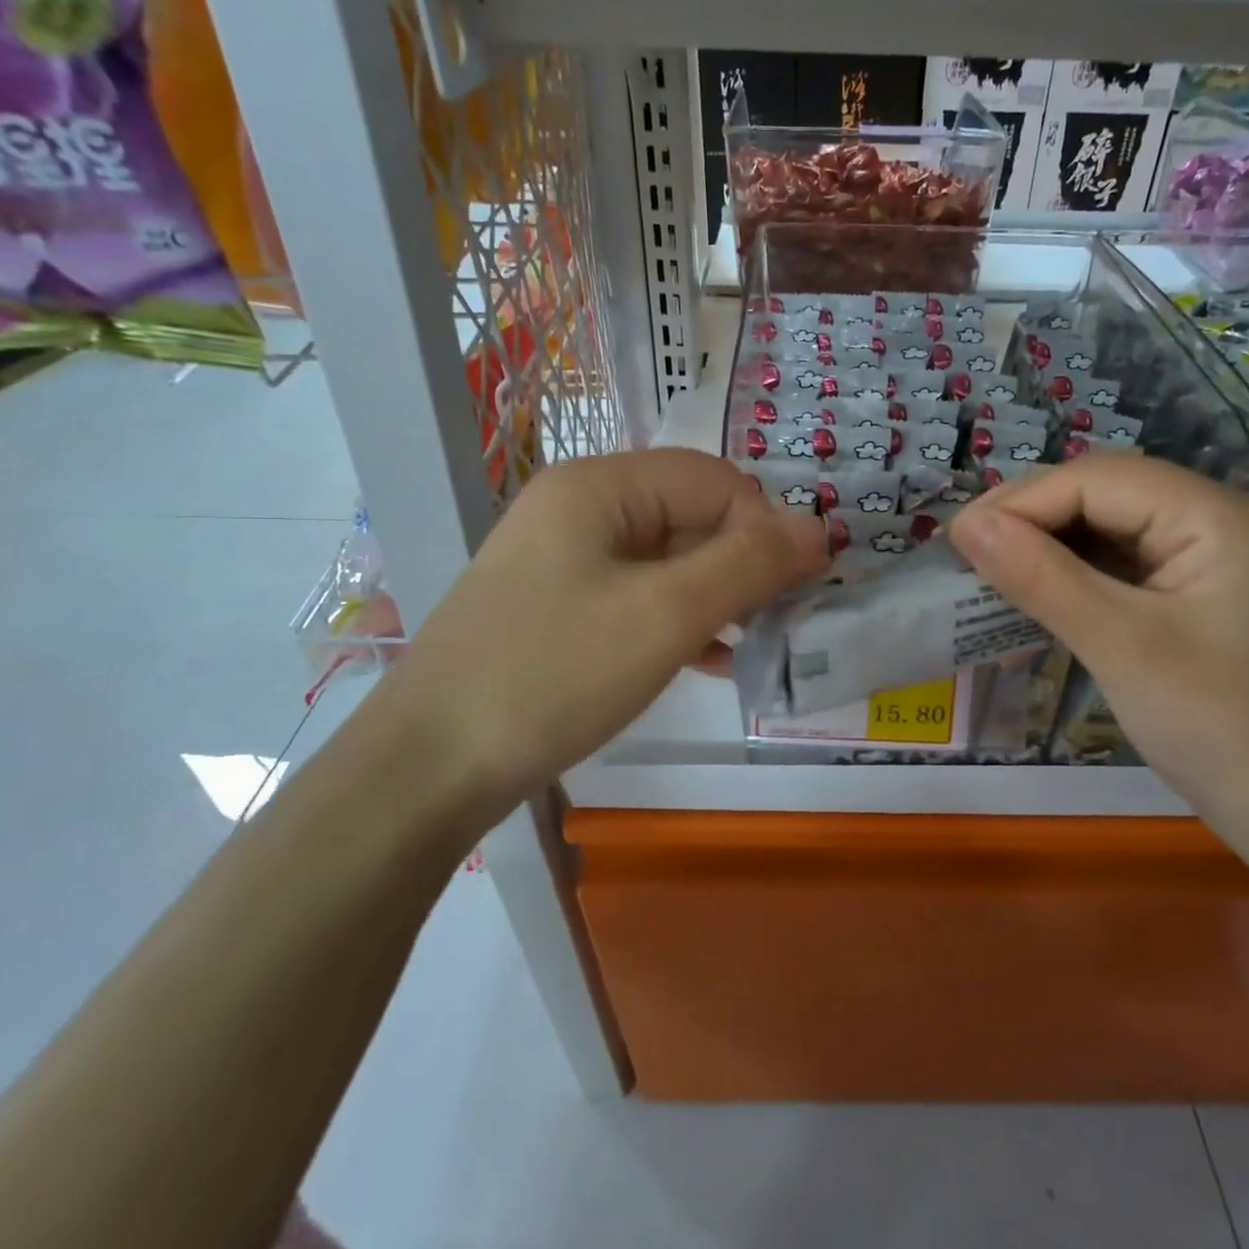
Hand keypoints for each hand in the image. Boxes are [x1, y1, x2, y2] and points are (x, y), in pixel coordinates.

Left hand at [380, 450, 827, 809]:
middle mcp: (580, 506)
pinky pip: (639, 593)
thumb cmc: (554, 675)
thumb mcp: (666, 615)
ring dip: (718, 592)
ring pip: (668, 557)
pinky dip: (680, 617)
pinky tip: (710, 657)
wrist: (429, 768)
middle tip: (783, 618)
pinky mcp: (558, 603)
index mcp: (600, 485)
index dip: (765, 526)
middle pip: (690, 514)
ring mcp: (564, 556)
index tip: (801, 586)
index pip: (714, 480)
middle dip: (744, 561)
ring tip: (756, 640)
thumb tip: (819, 527)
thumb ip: (749, 564)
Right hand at [948, 454, 1248, 837]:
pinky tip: (1036, 593)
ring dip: (1047, 546)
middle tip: (966, 554)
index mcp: (1215, 515)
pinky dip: (1073, 574)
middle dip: (1030, 518)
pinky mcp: (1197, 591)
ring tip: (988, 571)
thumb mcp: (1120, 645)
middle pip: (1103, 493)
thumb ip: (1040, 577)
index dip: (1021, 501)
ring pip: (1108, 526)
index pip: (1097, 479)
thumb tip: (966, 524)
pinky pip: (1122, 563)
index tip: (956, 539)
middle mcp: (1217, 519)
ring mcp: (1210, 556)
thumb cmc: (1218, 726)